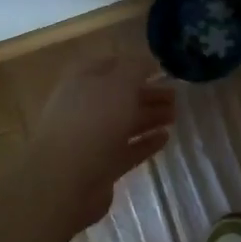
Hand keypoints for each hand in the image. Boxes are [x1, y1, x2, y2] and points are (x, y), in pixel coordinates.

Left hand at [29, 53, 177, 225]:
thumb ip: (136, 68)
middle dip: (147, 93)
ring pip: (124, 122)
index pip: (110, 65)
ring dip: (150, 116)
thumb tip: (149, 60)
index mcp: (83, 81)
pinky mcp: (100, 166)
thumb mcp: (119, 83)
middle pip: (120, 95)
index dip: (134, 64)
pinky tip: (165, 138)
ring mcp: (91, 138)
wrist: (64, 180)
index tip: (160, 68)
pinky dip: (145, 143)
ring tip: (175, 115)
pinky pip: (127, 149)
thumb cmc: (92, 121)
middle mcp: (85, 107)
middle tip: (176, 95)